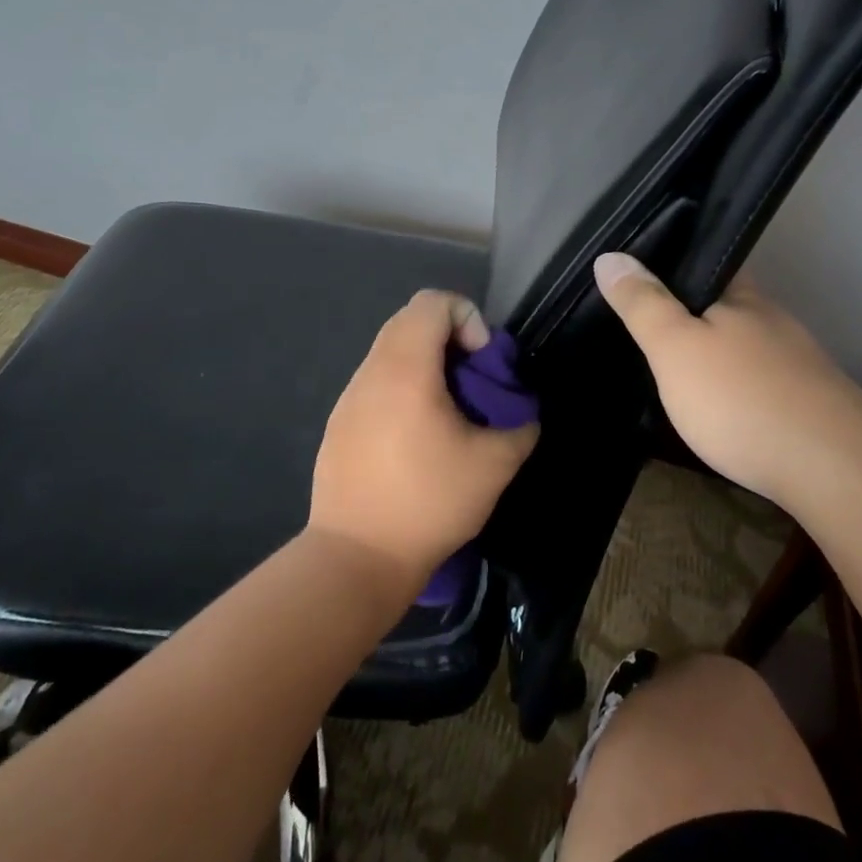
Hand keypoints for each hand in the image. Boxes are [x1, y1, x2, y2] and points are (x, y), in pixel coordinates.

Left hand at [307, 290, 538, 599]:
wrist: (356, 558)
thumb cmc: (428, 503)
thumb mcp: (494, 465)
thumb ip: (520, 425)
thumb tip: (522, 413)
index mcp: (405, 369)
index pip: (433, 302)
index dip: (467, 317)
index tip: (481, 362)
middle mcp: (371, 371)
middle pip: (410, 321)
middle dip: (451, 340)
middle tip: (472, 384)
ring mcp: (349, 397)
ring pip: (392, 352)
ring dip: (427, 366)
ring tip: (449, 414)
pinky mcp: (339, 424)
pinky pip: (376, 383)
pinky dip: (404, 389)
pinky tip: (417, 439)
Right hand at [592, 252, 861, 505]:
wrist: (835, 471)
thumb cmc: (741, 399)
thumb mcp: (675, 348)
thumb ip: (643, 305)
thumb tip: (609, 255)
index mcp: (743, 298)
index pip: (709, 262)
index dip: (676, 264)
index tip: (642, 277)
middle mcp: (775, 321)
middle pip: (728, 305)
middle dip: (694, 314)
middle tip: (650, 331)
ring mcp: (799, 363)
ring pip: (747, 347)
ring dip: (718, 355)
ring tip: (679, 374)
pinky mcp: (813, 404)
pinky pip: (764, 383)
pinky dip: (740, 389)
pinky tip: (725, 411)